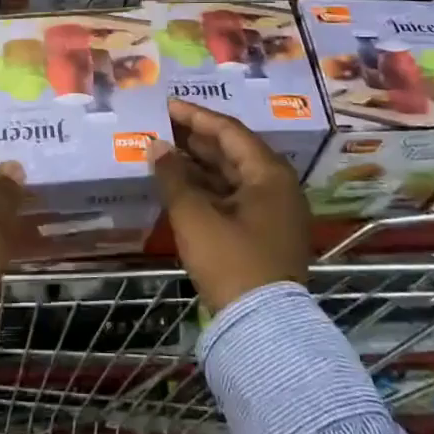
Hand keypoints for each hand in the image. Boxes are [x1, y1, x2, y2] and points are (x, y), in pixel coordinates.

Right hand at [152, 99, 310, 313]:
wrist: (263, 328)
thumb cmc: (230, 261)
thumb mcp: (194, 216)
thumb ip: (173, 176)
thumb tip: (156, 147)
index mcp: (269, 174)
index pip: (229, 131)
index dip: (195, 116)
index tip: (167, 105)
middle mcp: (277, 186)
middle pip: (232, 151)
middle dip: (195, 139)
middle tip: (161, 126)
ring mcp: (273, 212)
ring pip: (231, 176)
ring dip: (198, 164)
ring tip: (163, 151)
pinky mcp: (263, 234)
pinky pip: (232, 198)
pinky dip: (206, 188)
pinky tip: (178, 184)